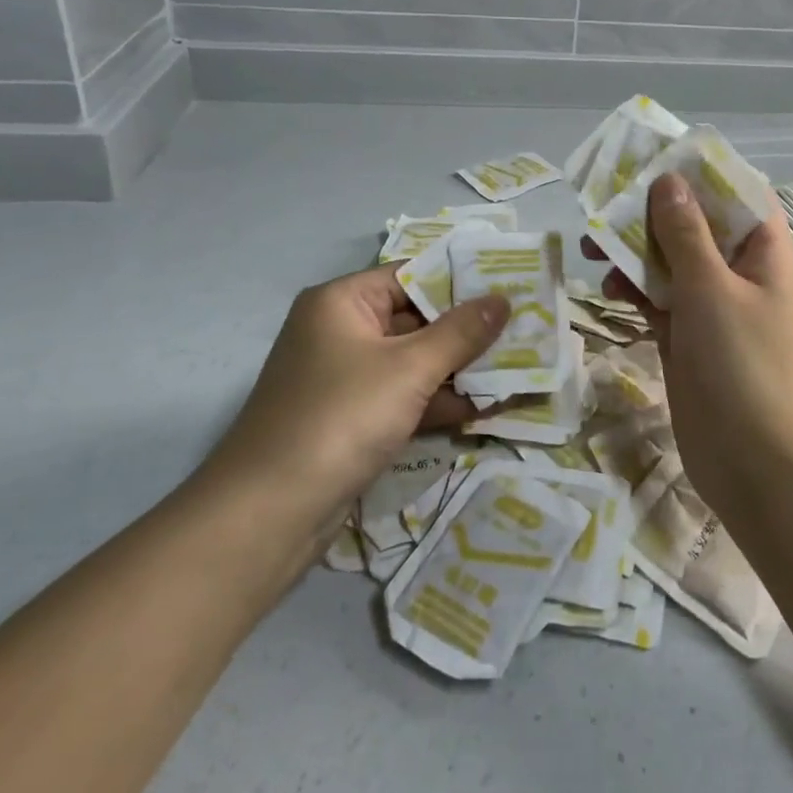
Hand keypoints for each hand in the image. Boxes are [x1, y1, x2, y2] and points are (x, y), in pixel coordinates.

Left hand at [194, 265, 507, 535]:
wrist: (267, 516)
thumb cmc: (340, 419)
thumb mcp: (409, 369)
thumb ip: (461, 332)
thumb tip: (502, 299)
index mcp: (343, 302)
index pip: (412, 275)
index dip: (462, 281)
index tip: (511, 286)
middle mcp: (341, 331)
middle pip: (416, 319)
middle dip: (468, 330)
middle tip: (525, 329)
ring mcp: (345, 378)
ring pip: (414, 361)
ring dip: (459, 370)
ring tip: (518, 369)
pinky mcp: (352, 419)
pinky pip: (404, 397)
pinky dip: (438, 401)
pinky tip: (486, 408)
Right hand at [596, 173, 792, 514]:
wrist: (753, 462)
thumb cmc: (741, 364)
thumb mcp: (710, 288)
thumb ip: (685, 232)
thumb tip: (668, 180)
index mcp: (764, 251)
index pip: (736, 192)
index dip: (698, 172)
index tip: (653, 158)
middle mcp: (741, 271)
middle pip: (695, 225)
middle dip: (651, 213)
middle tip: (605, 203)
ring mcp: (714, 306)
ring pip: (671, 262)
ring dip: (635, 252)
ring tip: (592, 247)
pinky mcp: (689, 335)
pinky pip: (660, 299)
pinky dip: (636, 291)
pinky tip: (608, 290)